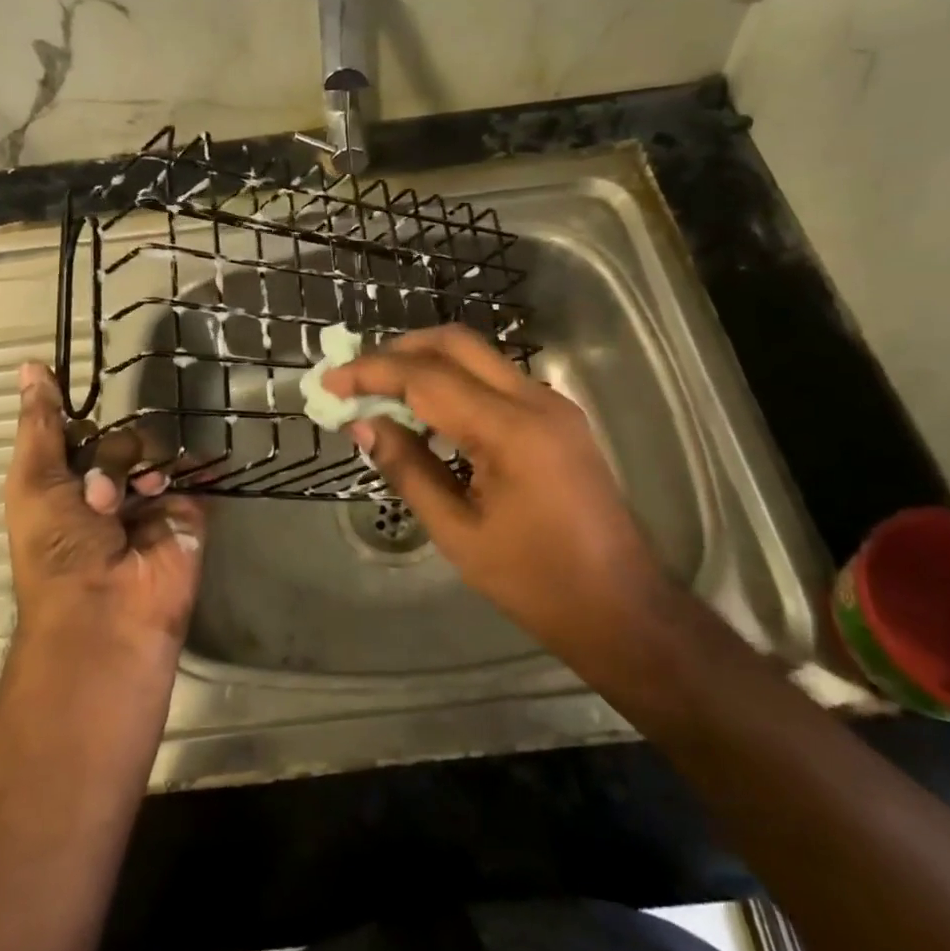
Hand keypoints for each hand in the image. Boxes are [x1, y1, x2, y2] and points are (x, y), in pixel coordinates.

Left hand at [6, 362, 205, 656]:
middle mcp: (105, 490)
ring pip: (155, 453)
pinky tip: (192, 465)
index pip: (79, 434)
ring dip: (143, 467)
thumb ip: (40, 423)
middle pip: (119, 440)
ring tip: (139, 498)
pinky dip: (197, 466)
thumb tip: (30, 365)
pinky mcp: (186, 515)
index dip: (80, 422)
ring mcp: (148, 502)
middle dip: (111, 455)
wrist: (107, 612)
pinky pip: (194, 477)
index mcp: (62, 485)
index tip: (82, 411)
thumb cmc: (56, 547)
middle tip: (101, 494)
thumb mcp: (33, 480)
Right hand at [322, 326, 661, 660]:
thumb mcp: (458, 532)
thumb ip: (408, 469)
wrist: (619, 606)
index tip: (330, 381)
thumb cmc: (535, 581)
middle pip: (456, 344)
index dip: (372, 373)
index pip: (427, 378)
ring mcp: (553, 405)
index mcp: (511, 431)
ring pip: (478, 357)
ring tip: (380, 394)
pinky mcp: (558, 418)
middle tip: (355, 376)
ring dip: (426, 364)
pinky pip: (496, 381)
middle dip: (399, 351)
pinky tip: (427, 414)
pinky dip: (454, 384)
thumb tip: (363, 426)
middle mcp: (537, 400)